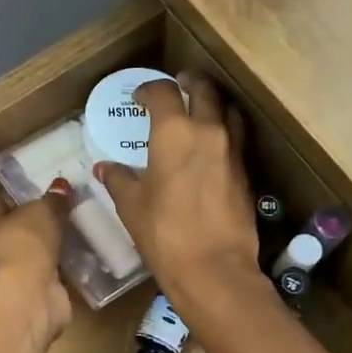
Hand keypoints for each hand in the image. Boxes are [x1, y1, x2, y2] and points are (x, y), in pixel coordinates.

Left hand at [0, 193, 72, 343]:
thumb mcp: (40, 212)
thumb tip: (62, 188)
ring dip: (43, 255)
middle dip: (31, 231)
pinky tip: (72, 265)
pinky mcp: (16, 301)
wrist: (23, 299)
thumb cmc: (18, 244)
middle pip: (7, 236)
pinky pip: (37, 281)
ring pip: (23, 260)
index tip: (42, 199)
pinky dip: (51, 276)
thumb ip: (52, 201)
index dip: (17, 202)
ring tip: (71, 239)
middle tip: (61, 218)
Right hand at [94, 73, 260, 314]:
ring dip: (213, 103)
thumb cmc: (164, 234)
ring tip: (200, 110)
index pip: (162, 93)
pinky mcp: (246, 173)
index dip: (148, 89)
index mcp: (174, 133)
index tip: (139, 96)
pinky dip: (223, 132)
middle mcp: (208, 131)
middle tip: (178, 85)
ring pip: (227, 111)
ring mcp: (232, 151)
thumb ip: (118, 179)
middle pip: (204, 91)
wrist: (214, 269)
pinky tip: (211, 148)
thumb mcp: (131, 206)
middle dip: (190, 83)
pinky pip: (236, 138)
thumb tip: (105, 167)